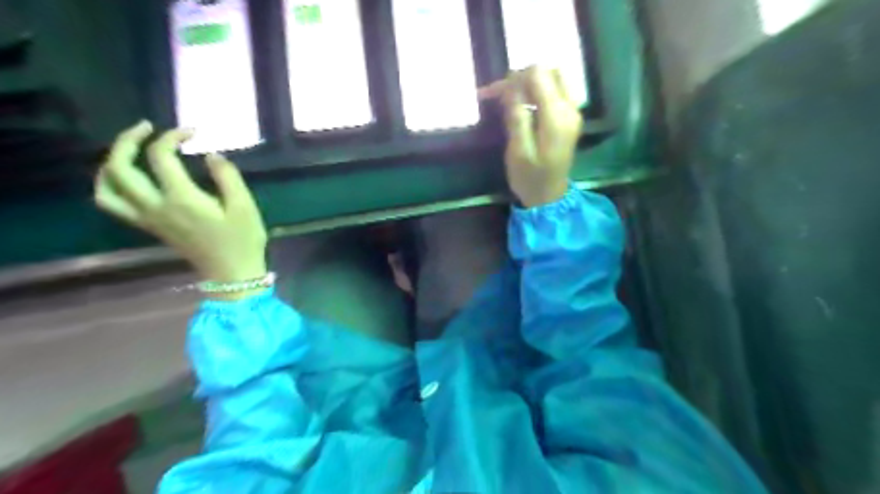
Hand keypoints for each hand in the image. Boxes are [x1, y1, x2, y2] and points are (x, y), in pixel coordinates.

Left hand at [95, 122, 267, 293]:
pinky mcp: (149, 226)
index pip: (161, 156)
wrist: (232, 273)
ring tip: (129, 150)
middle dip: (129, 140)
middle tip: (148, 128)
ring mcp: (148, 218)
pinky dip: (109, 185)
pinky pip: (112, 203)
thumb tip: (211, 154)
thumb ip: (227, 177)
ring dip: (111, 162)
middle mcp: (156, 206)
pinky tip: (124, 178)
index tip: (193, 133)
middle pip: (120, 167)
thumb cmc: (243, 240)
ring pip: (107, 187)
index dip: (172, 137)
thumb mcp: (244, 207)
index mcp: (181, 199)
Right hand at [479, 66, 581, 207]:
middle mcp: (570, 108)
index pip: (538, 75)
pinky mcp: (569, 118)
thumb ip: (516, 117)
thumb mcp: (518, 151)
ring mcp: (572, 112)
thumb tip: (510, 87)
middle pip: (548, 72)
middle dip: (521, 78)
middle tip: (499, 95)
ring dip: (529, 84)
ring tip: (507, 99)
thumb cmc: (530, 178)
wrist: (549, 197)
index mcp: (557, 117)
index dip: (514, 78)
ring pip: (552, 79)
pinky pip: (555, 92)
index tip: (494, 93)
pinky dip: (536, 92)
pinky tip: (521, 104)